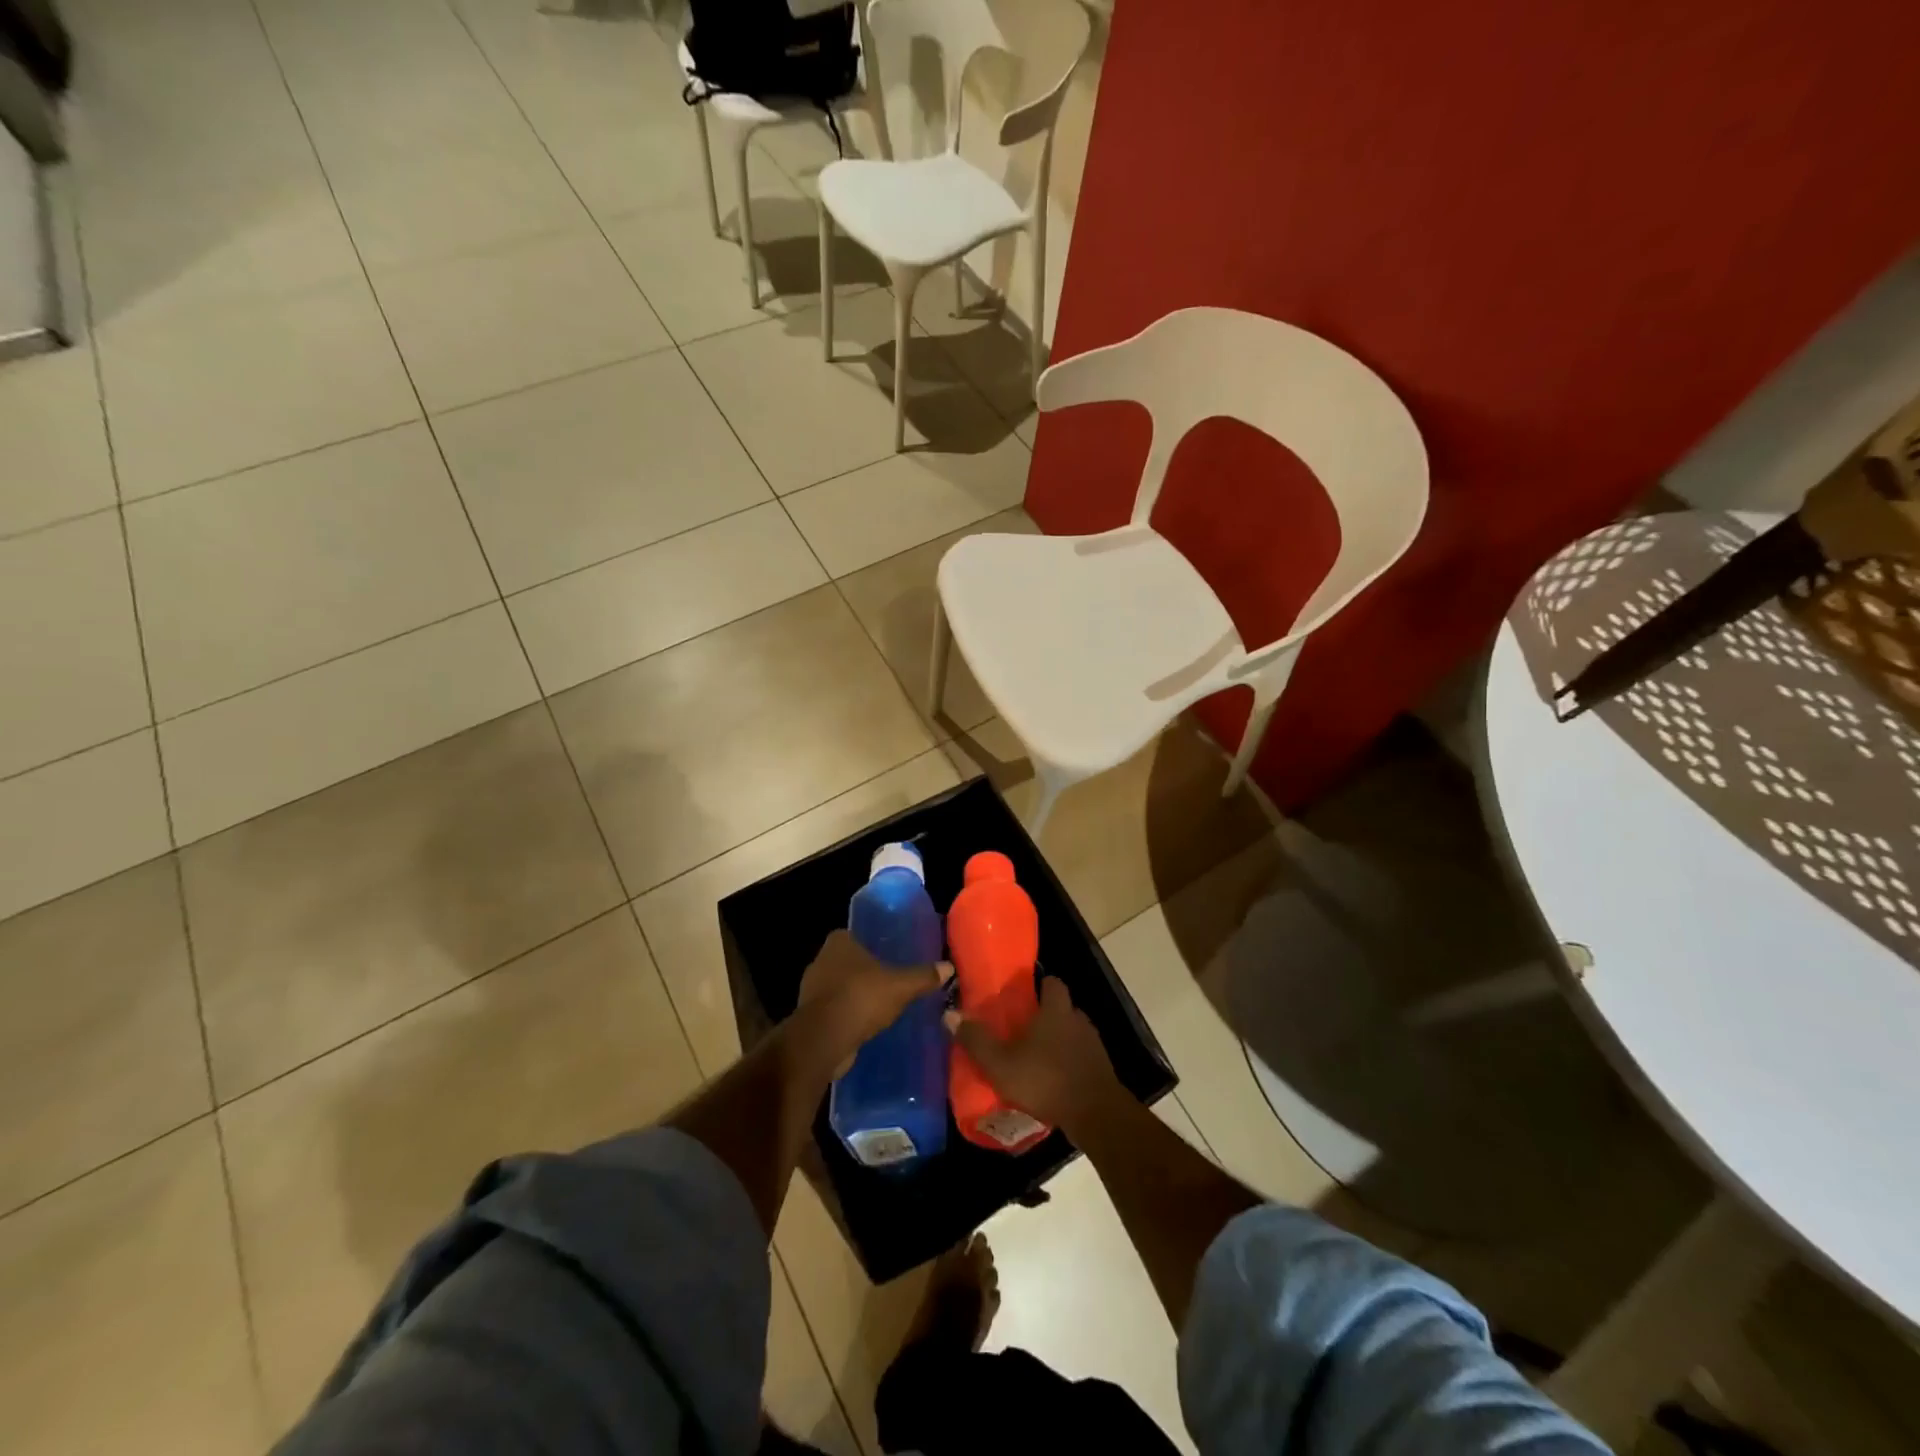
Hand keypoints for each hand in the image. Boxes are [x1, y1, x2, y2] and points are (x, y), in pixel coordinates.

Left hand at [797, 929, 949, 1075]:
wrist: (824, 1040)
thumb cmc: (861, 998)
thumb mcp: (901, 986)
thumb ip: (923, 976)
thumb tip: (948, 967)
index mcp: (838, 943)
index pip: (853, 936)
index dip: (868, 945)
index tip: (886, 956)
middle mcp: (820, 960)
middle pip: (846, 962)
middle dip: (863, 971)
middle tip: (888, 980)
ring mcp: (811, 989)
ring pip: (838, 987)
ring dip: (854, 995)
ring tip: (879, 1005)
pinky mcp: (809, 1016)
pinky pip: (833, 1010)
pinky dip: (846, 1015)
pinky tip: (864, 1025)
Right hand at [949, 977, 1123, 1133]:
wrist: (1096, 1115)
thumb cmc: (1046, 1080)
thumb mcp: (1001, 1063)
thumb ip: (976, 1040)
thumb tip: (950, 1015)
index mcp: (1056, 1010)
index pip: (1053, 982)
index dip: (1040, 985)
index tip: (1024, 995)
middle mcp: (1078, 1020)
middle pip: (1062, 1008)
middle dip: (1045, 1016)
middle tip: (1023, 1031)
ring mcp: (1094, 1045)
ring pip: (1073, 1033)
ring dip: (1058, 1042)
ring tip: (1037, 1058)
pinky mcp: (1102, 1069)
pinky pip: (1081, 1057)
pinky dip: (1069, 1063)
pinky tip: (1054, 1081)